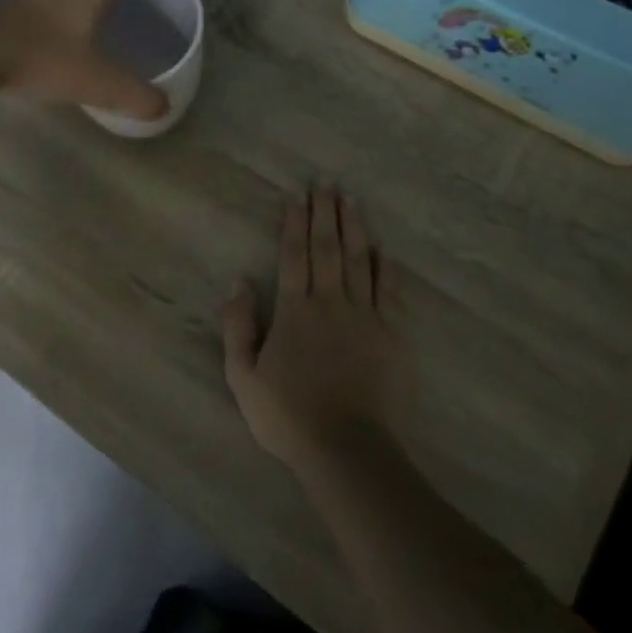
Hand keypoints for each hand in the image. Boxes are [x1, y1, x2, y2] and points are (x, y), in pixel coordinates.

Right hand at [220, 188, 414, 473]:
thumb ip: (238, 326)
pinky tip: (383, 249)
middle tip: (327, 183)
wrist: (347, 448)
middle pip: (328, 248)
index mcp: (295, 310)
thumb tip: (238, 282)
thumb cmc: (288, 415)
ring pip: (360, 261)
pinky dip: (386, 266)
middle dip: (326, 213)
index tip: (297, 196)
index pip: (294, 255)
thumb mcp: (243, 376)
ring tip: (352, 200)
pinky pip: (390, 291)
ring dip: (355, 228)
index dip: (295, 223)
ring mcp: (366, 316)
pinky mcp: (393, 334)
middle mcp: (331, 302)